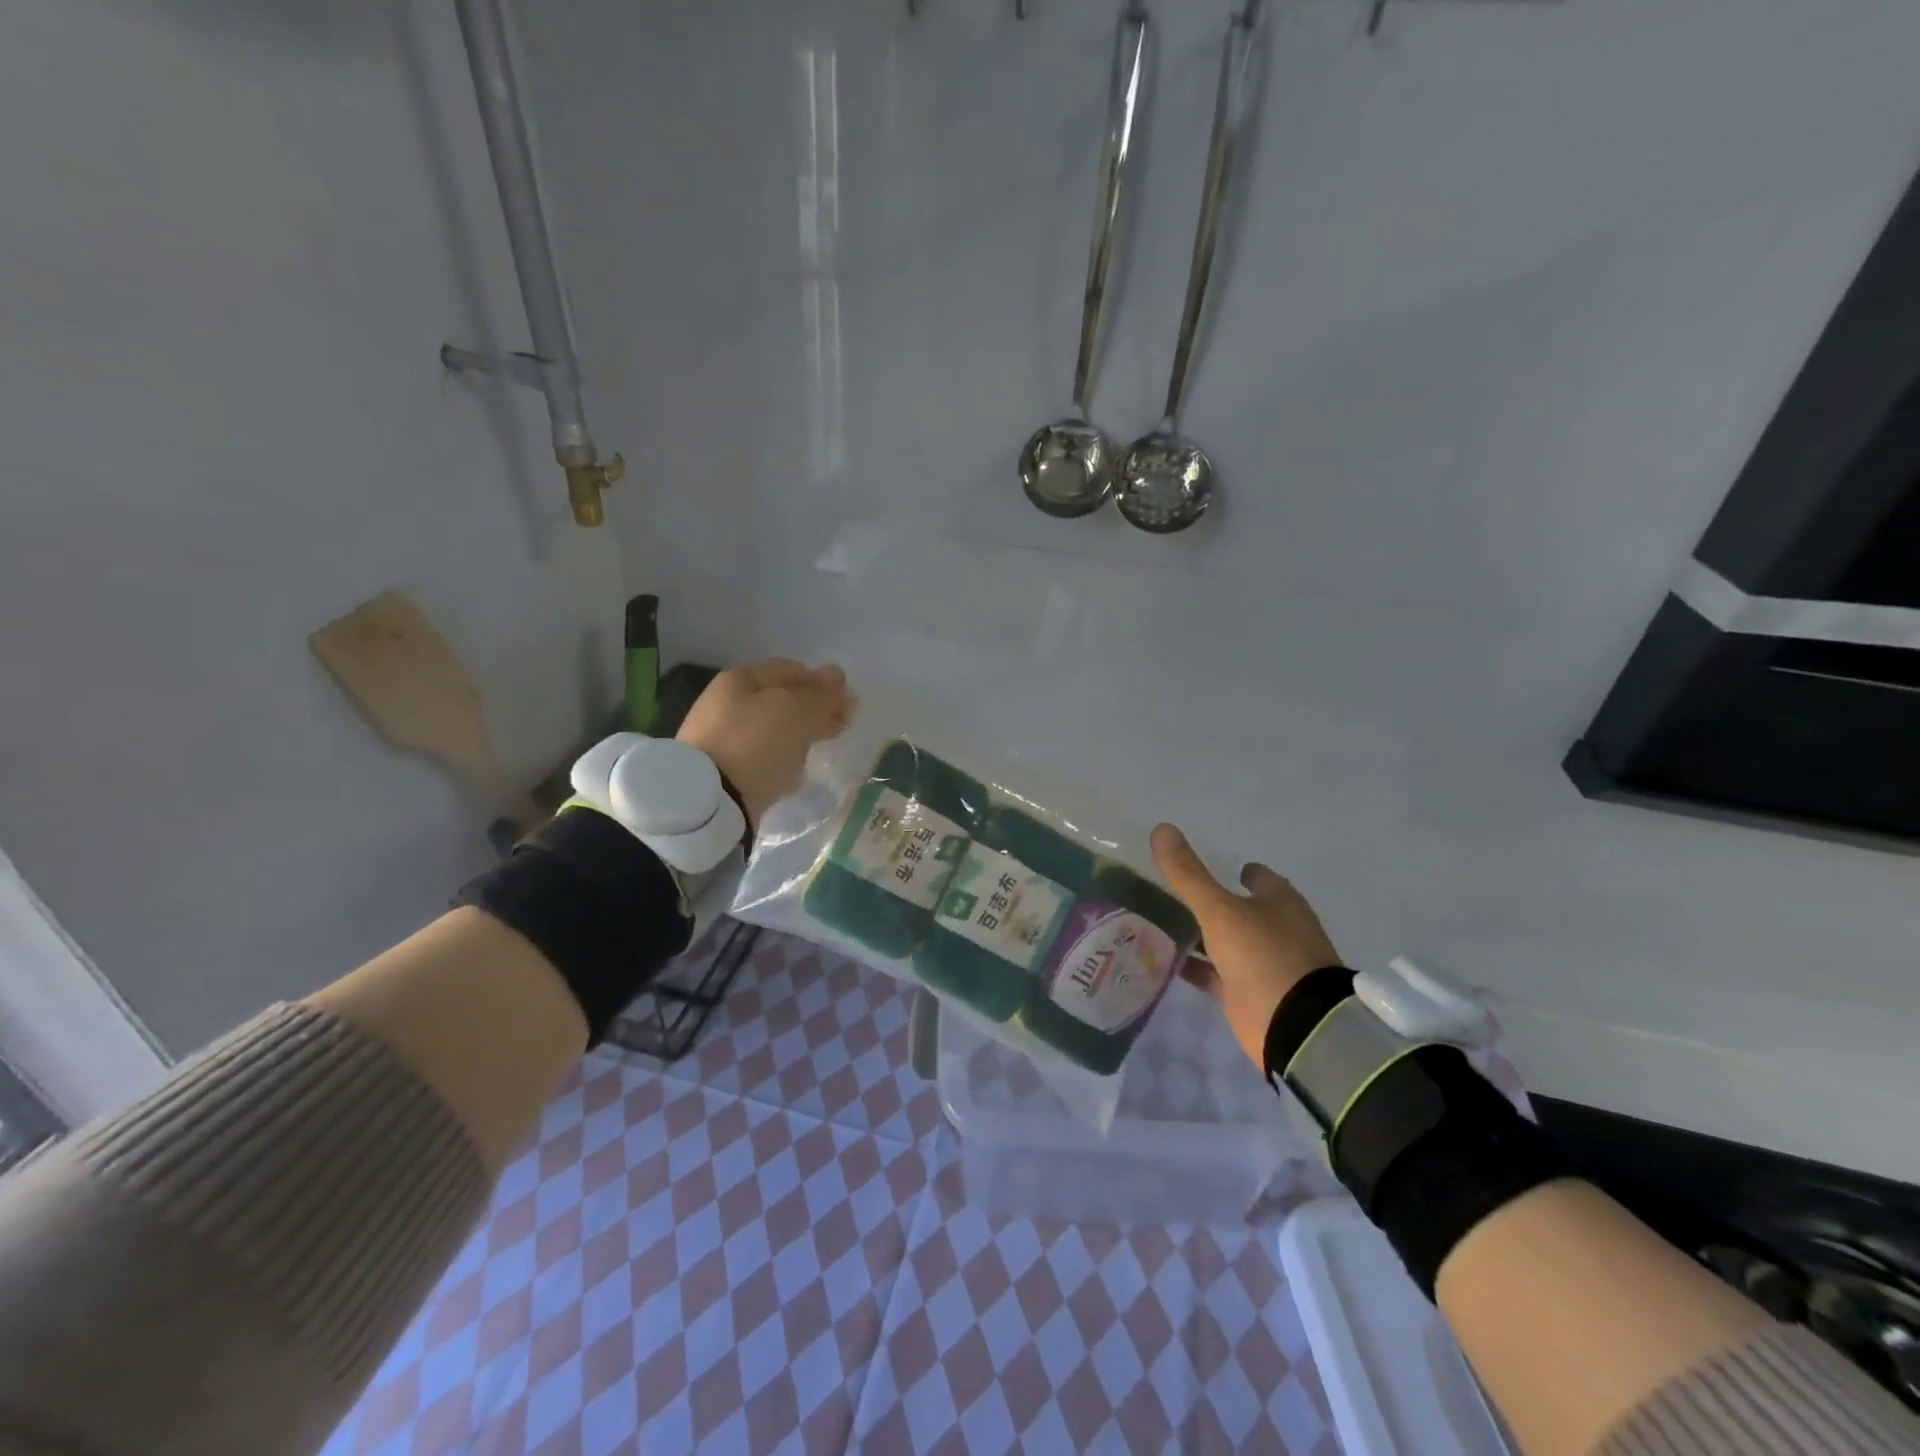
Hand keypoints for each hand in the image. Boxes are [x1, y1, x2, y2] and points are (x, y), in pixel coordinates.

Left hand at [677, 660, 852, 828]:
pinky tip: (791, 771)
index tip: (847, 706)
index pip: (792, 670)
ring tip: (817, 750)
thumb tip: (836, 674)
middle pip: (780, 700)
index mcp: (741, 679)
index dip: (823, 684)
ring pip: (770, 729)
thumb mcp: (798, 712)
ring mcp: (719, 737)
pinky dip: (778, 759)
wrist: (709, 801)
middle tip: (838, 728)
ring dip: (796, 735)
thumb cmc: (756, 744)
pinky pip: (759, 756)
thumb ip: (821, 695)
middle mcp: (725, 702)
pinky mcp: (720, 770)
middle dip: (811, 711)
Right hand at [1151, 823, 1342, 1069]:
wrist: (1295, 1026)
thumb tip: (1161, 828)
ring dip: (1196, 934)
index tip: (1195, 868)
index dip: (1229, 868)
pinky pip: (1213, 972)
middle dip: (1206, 902)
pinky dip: (1193, 966)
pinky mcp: (1246, 993)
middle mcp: (1274, 928)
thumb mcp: (1219, 909)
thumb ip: (1188, 873)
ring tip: (1153, 921)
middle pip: (1235, 908)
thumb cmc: (1263, 954)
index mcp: (1278, 900)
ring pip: (1222, 941)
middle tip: (1162, 891)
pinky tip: (1161, 958)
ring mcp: (1261, 963)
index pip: (1254, 875)